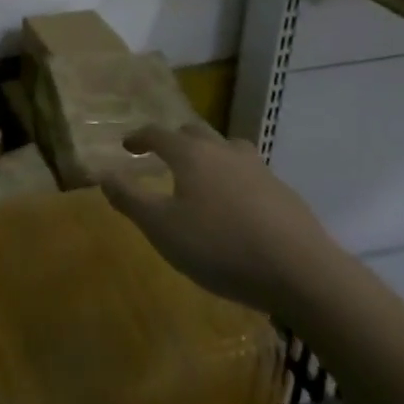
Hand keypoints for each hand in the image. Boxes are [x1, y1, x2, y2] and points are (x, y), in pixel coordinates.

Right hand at [101, 125, 339, 317]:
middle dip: (174, 140)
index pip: (157, 133)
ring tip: (202, 175)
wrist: (300, 271)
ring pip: (227, 147)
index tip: (127, 145)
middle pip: (194, 132)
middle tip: (162, 156)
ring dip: (209, 154)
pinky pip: (250, 172)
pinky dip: (235, 178)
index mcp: (190, 154)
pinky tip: (237, 205)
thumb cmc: (219, 246)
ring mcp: (257, 168)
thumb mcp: (161, 228)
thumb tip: (103, 174)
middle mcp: (223, 150)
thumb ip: (129, 199)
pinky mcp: (282, 191)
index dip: (139, 137)